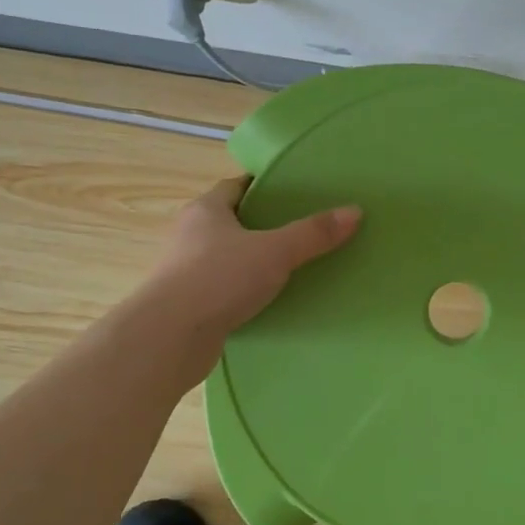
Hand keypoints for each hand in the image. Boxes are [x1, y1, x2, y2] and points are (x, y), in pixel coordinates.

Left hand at [147, 176, 361, 339]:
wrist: (169, 338)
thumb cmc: (218, 279)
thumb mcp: (275, 251)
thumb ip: (313, 233)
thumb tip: (355, 211)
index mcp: (206, 209)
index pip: (236, 186)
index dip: (264, 185)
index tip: (294, 191)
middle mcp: (190, 234)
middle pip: (232, 220)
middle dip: (263, 223)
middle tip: (302, 227)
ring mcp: (186, 271)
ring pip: (227, 256)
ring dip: (253, 259)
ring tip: (293, 264)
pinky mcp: (190, 303)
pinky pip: (224, 287)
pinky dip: (244, 289)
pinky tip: (270, 299)